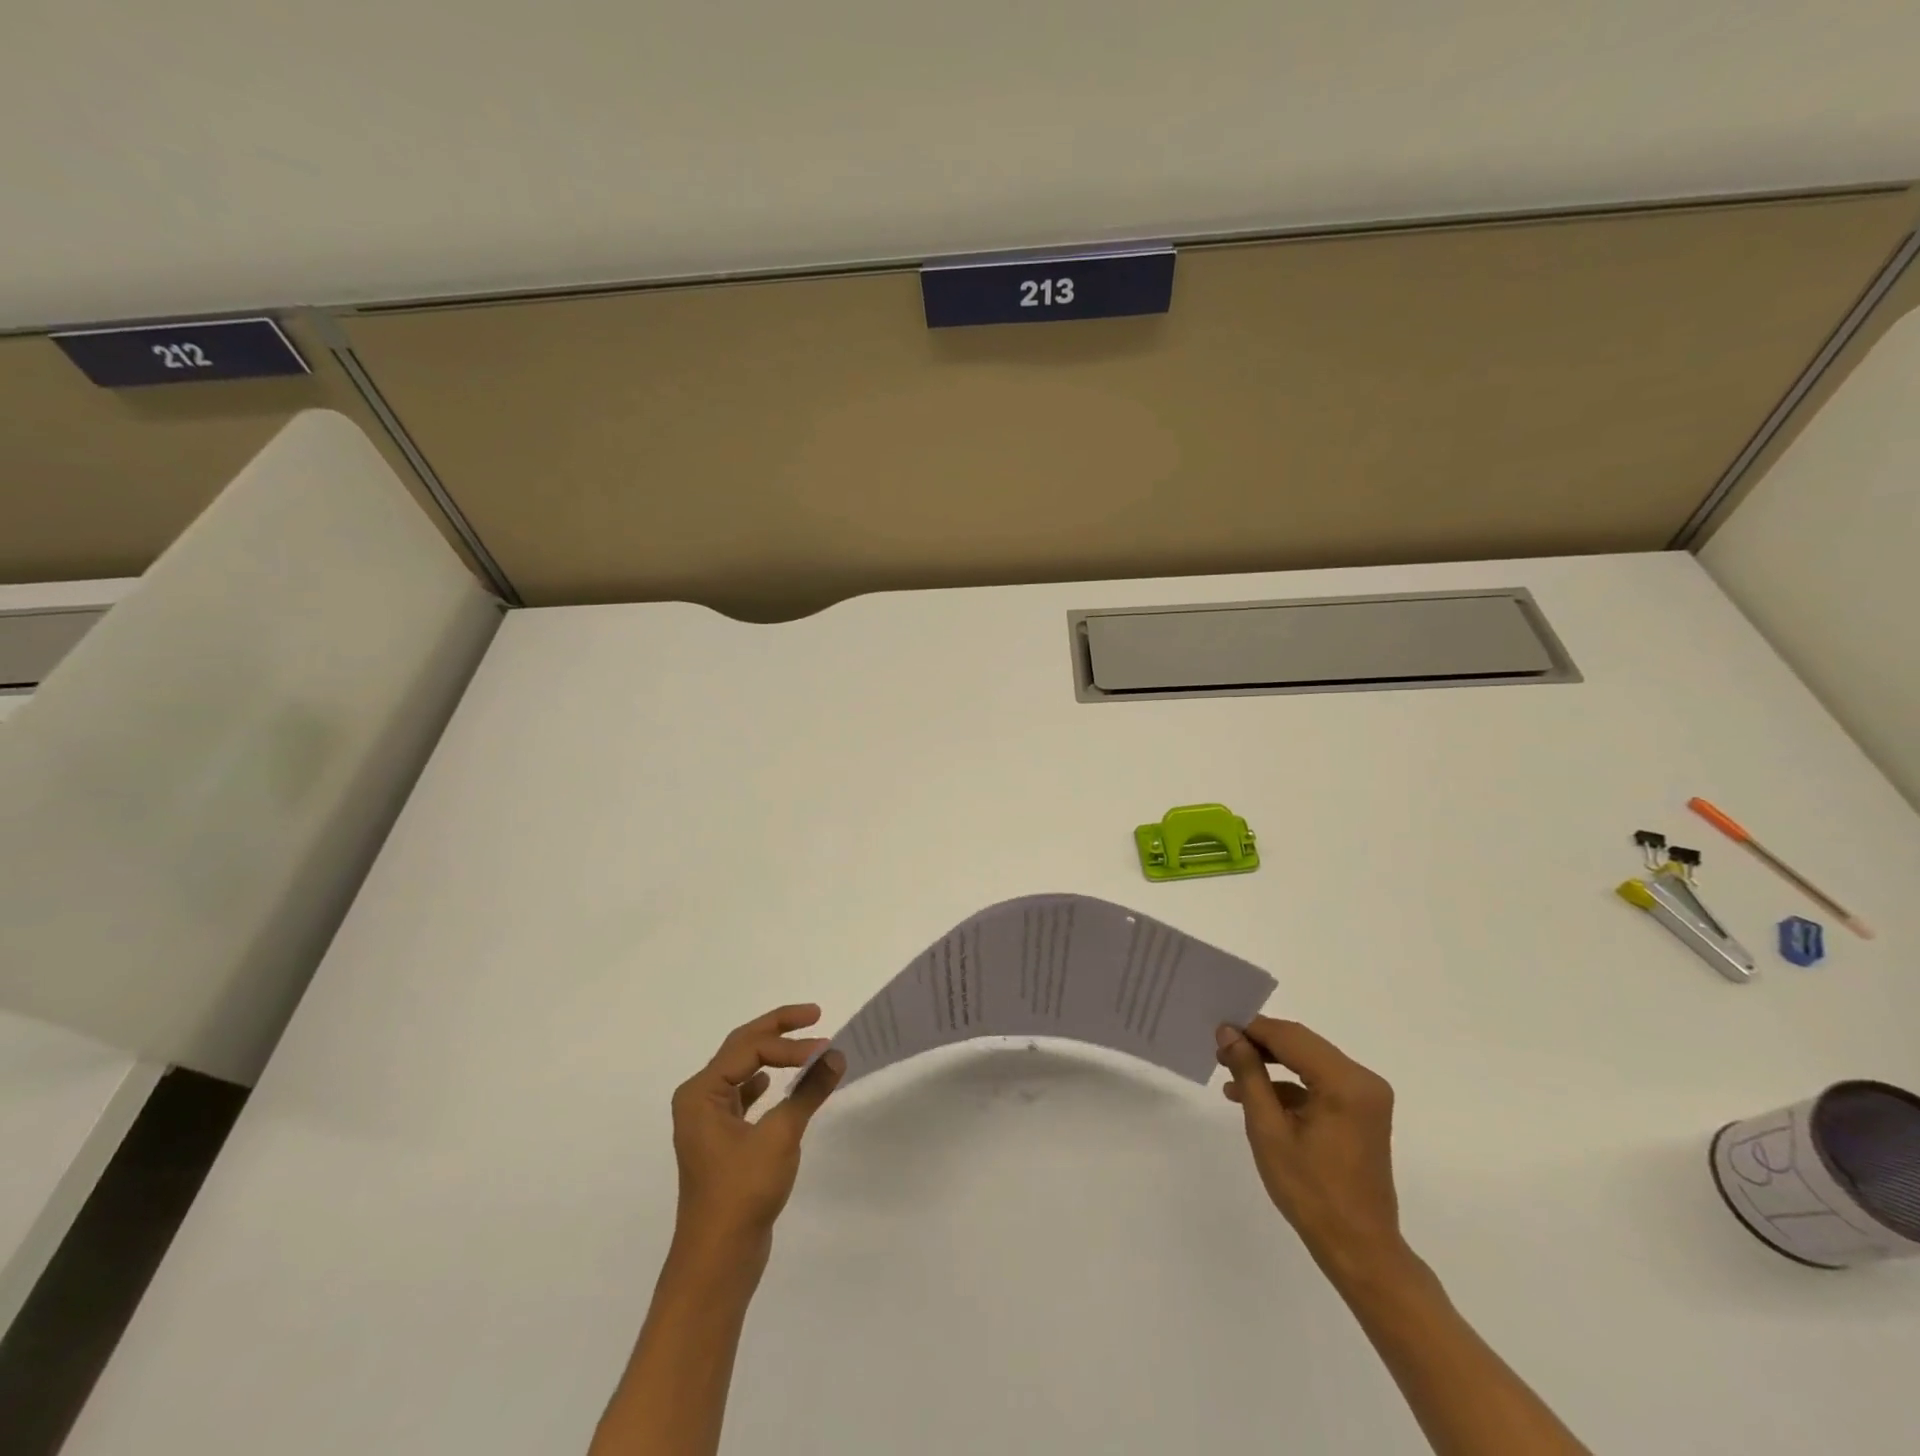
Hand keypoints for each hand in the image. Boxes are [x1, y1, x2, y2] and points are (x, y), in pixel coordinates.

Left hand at [670, 1004, 844, 1253]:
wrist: (718, 1259)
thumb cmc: (742, 1191)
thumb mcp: (780, 1136)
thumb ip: (809, 1090)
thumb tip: (836, 1055)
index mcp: (701, 1092)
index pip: (749, 1048)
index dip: (789, 1044)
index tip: (825, 1051)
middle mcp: (698, 1099)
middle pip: (741, 1047)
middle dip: (777, 1029)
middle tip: (814, 1015)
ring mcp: (707, 1120)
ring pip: (741, 1068)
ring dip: (772, 1053)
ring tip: (803, 1043)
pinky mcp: (721, 1139)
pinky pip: (742, 1094)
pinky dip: (764, 1081)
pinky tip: (777, 1081)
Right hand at [1215, 1017, 1403, 1274]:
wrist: (1358, 1248)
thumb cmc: (1310, 1191)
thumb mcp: (1268, 1129)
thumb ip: (1249, 1074)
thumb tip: (1228, 1034)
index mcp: (1345, 1082)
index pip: (1290, 1037)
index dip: (1252, 1029)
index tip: (1217, 1033)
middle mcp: (1363, 1080)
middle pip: (1302, 1044)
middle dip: (1260, 1045)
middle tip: (1221, 1052)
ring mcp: (1366, 1096)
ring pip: (1308, 1060)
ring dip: (1271, 1064)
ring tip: (1232, 1074)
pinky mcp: (1362, 1111)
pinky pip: (1320, 1082)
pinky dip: (1289, 1085)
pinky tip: (1257, 1096)